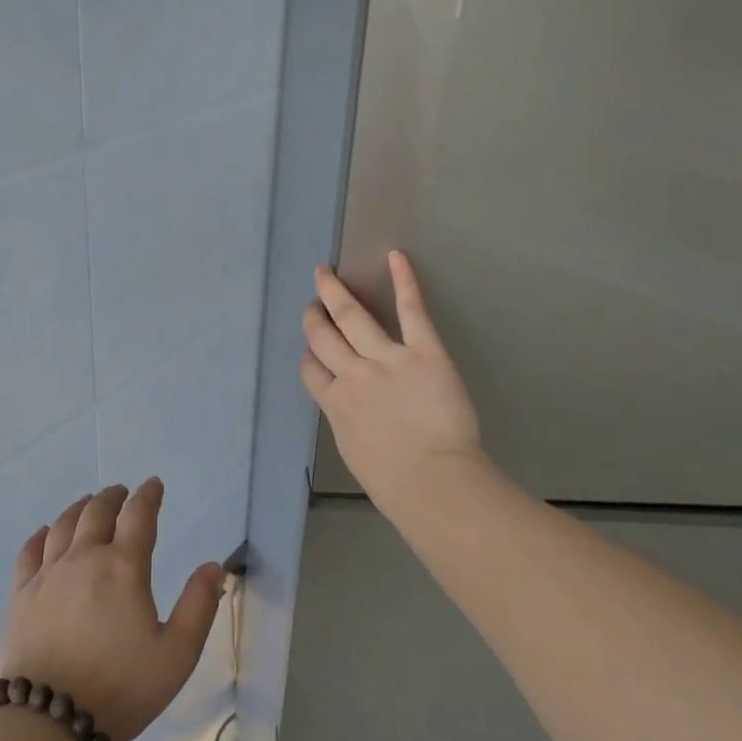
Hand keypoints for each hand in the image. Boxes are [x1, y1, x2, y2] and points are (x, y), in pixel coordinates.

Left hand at [0, 480, 223, 740]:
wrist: (48, 720)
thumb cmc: (121, 688)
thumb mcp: (177, 654)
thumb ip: (199, 606)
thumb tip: (213, 566)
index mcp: (124, 568)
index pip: (139, 516)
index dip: (149, 496)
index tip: (154, 484)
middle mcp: (84, 558)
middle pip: (98, 512)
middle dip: (113, 497)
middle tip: (122, 492)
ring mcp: (47, 574)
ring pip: (64, 525)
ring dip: (80, 508)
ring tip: (88, 503)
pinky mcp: (21, 594)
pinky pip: (30, 550)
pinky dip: (42, 535)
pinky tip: (47, 534)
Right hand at [301, 250, 485, 516]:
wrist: (432, 481)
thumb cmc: (395, 483)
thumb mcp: (356, 452)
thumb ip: (350, 423)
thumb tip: (354, 412)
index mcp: (335, 404)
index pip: (311, 371)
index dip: (309, 356)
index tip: (311, 349)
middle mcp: (352, 375)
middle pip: (322, 338)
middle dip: (314, 317)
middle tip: (312, 302)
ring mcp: (386, 360)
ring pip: (351, 318)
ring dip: (335, 294)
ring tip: (326, 275)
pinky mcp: (423, 352)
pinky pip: (410, 311)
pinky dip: (404, 282)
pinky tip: (396, 257)